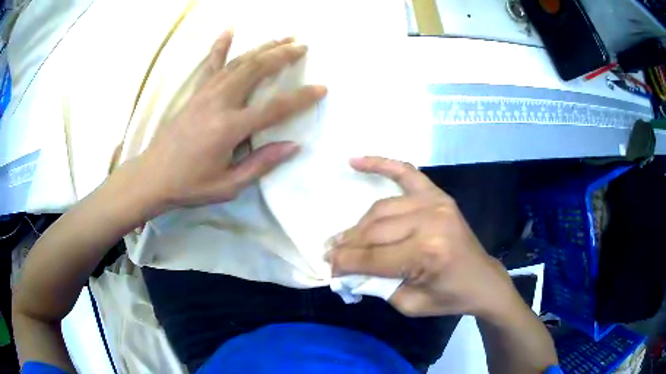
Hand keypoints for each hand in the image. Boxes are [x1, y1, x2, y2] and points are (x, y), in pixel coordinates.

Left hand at [139, 31, 326, 208]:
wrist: (153, 177)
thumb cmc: (190, 185)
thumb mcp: (228, 185)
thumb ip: (261, 163)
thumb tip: (293, 145)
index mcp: (229, 128)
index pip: (274, 108)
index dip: (301, 98)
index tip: (321, 88)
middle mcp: (219, 103)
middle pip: (256, 70)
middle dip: (282, 55)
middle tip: (303, 45)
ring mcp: (205, 94)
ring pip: (238, 62)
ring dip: (263, 47)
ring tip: (283, 38)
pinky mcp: (195, 93)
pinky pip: (211, 64)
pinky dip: (221, 46)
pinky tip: (229, 31)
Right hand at [326, 157, 521, 318]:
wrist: (482, 280)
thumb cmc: (448, 296)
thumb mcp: (409, 304)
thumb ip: (375, 285)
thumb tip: (345, 270)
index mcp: (426, 253)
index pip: (372, 257)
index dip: (345, 263)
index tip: (328, 268)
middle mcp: (429, 221)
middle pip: (373, 231)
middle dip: (347, 246)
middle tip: (330, 254)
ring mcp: (435, 202)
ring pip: (381, 209)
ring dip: (358, 225)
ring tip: (343, 237)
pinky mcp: (438, 195)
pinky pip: (405, 172)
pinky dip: (380, 164)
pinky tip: (355, 161)